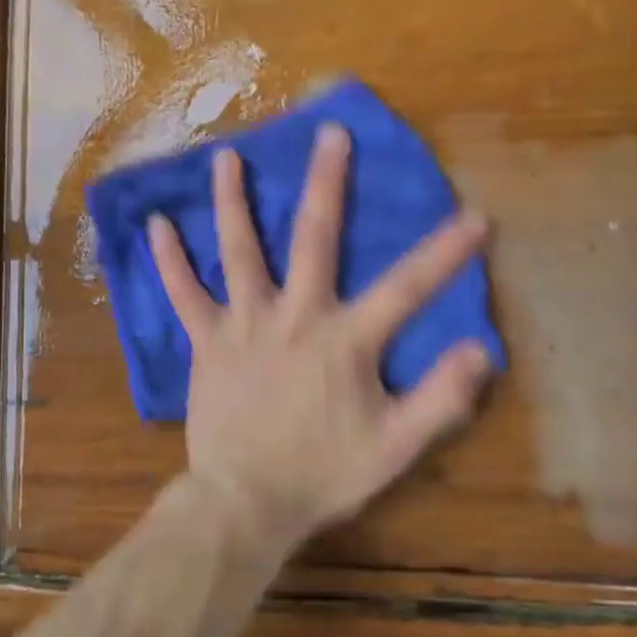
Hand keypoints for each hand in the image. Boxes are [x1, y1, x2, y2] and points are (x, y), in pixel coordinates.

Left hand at [147, 125, 492, 555]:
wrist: (246, 503)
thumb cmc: (323, 474)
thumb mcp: (395, 447)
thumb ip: (440, 399)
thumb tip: (481, 350)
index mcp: (344, 340)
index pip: (405, 288)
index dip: (444, 254)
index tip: (474, 217)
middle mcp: (293, 316)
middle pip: (313, 238)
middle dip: (325, 183)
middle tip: (328, 133)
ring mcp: (243, 324)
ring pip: (238, 251)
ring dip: (233, 202)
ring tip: (227, 157)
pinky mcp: (206, 342)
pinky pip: (183, 295)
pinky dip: (169, 261)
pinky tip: (155, 225)